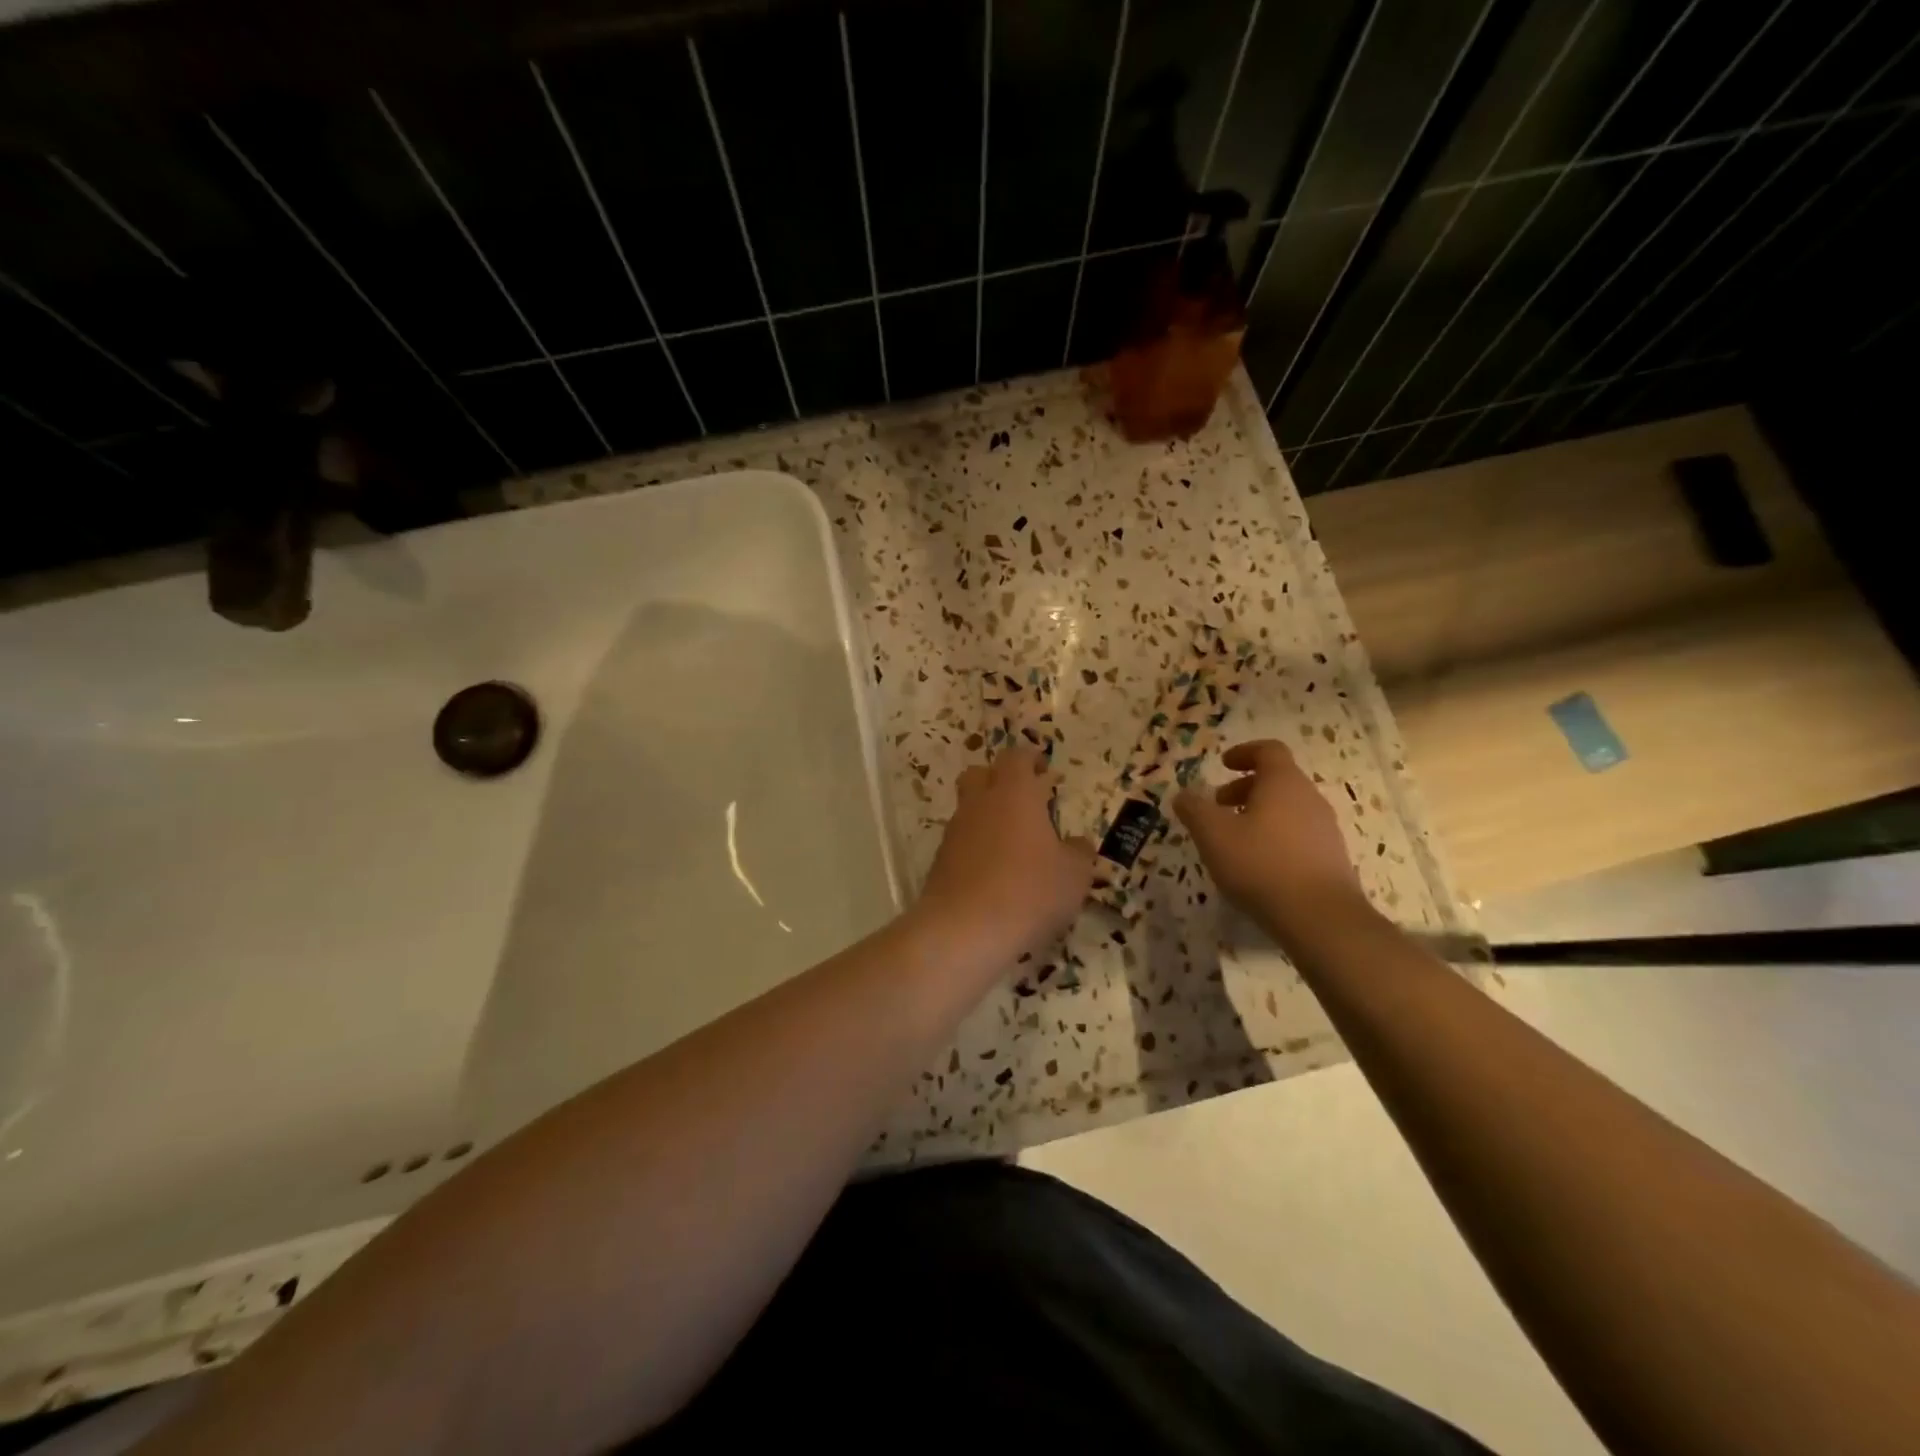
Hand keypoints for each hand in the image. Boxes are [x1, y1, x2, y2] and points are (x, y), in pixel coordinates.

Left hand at [915, 745, 1094, 961]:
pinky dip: (975, 847)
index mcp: (1014, 794)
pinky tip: (993, 873)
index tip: (1043, 768)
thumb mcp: (1074, 875)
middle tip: (1024, 799)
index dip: (1029, 758)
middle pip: (980, 774)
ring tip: (1012, 843)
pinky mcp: (940, 861)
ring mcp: (955, 832)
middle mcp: (979, 804)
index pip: (1016, 757)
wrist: (964, 929)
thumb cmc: (1029, 891)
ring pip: (968, 809)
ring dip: (987, 816)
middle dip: (999, 779)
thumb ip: (1079, 853)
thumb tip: (1076, 844)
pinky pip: (960, 842)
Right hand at [1174, 740, 1370, 941]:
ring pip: (1288, 809)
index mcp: (1283, 783)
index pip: (1269, 750)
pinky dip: (1275, 838)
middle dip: (1245, 788)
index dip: (1244, 752)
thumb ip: (1194, 810)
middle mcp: (1310, 799)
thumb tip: (1183, 795)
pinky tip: (1258, 866)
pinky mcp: (1332, 859)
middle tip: (1219, 807)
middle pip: (1278, 780)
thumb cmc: (1261, 864)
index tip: (1223, 765)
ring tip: (1234, 840)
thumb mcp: (1213, 834)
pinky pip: (1299, 835)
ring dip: (1259, 814)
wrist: (1321, 918)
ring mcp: (1325, 830)